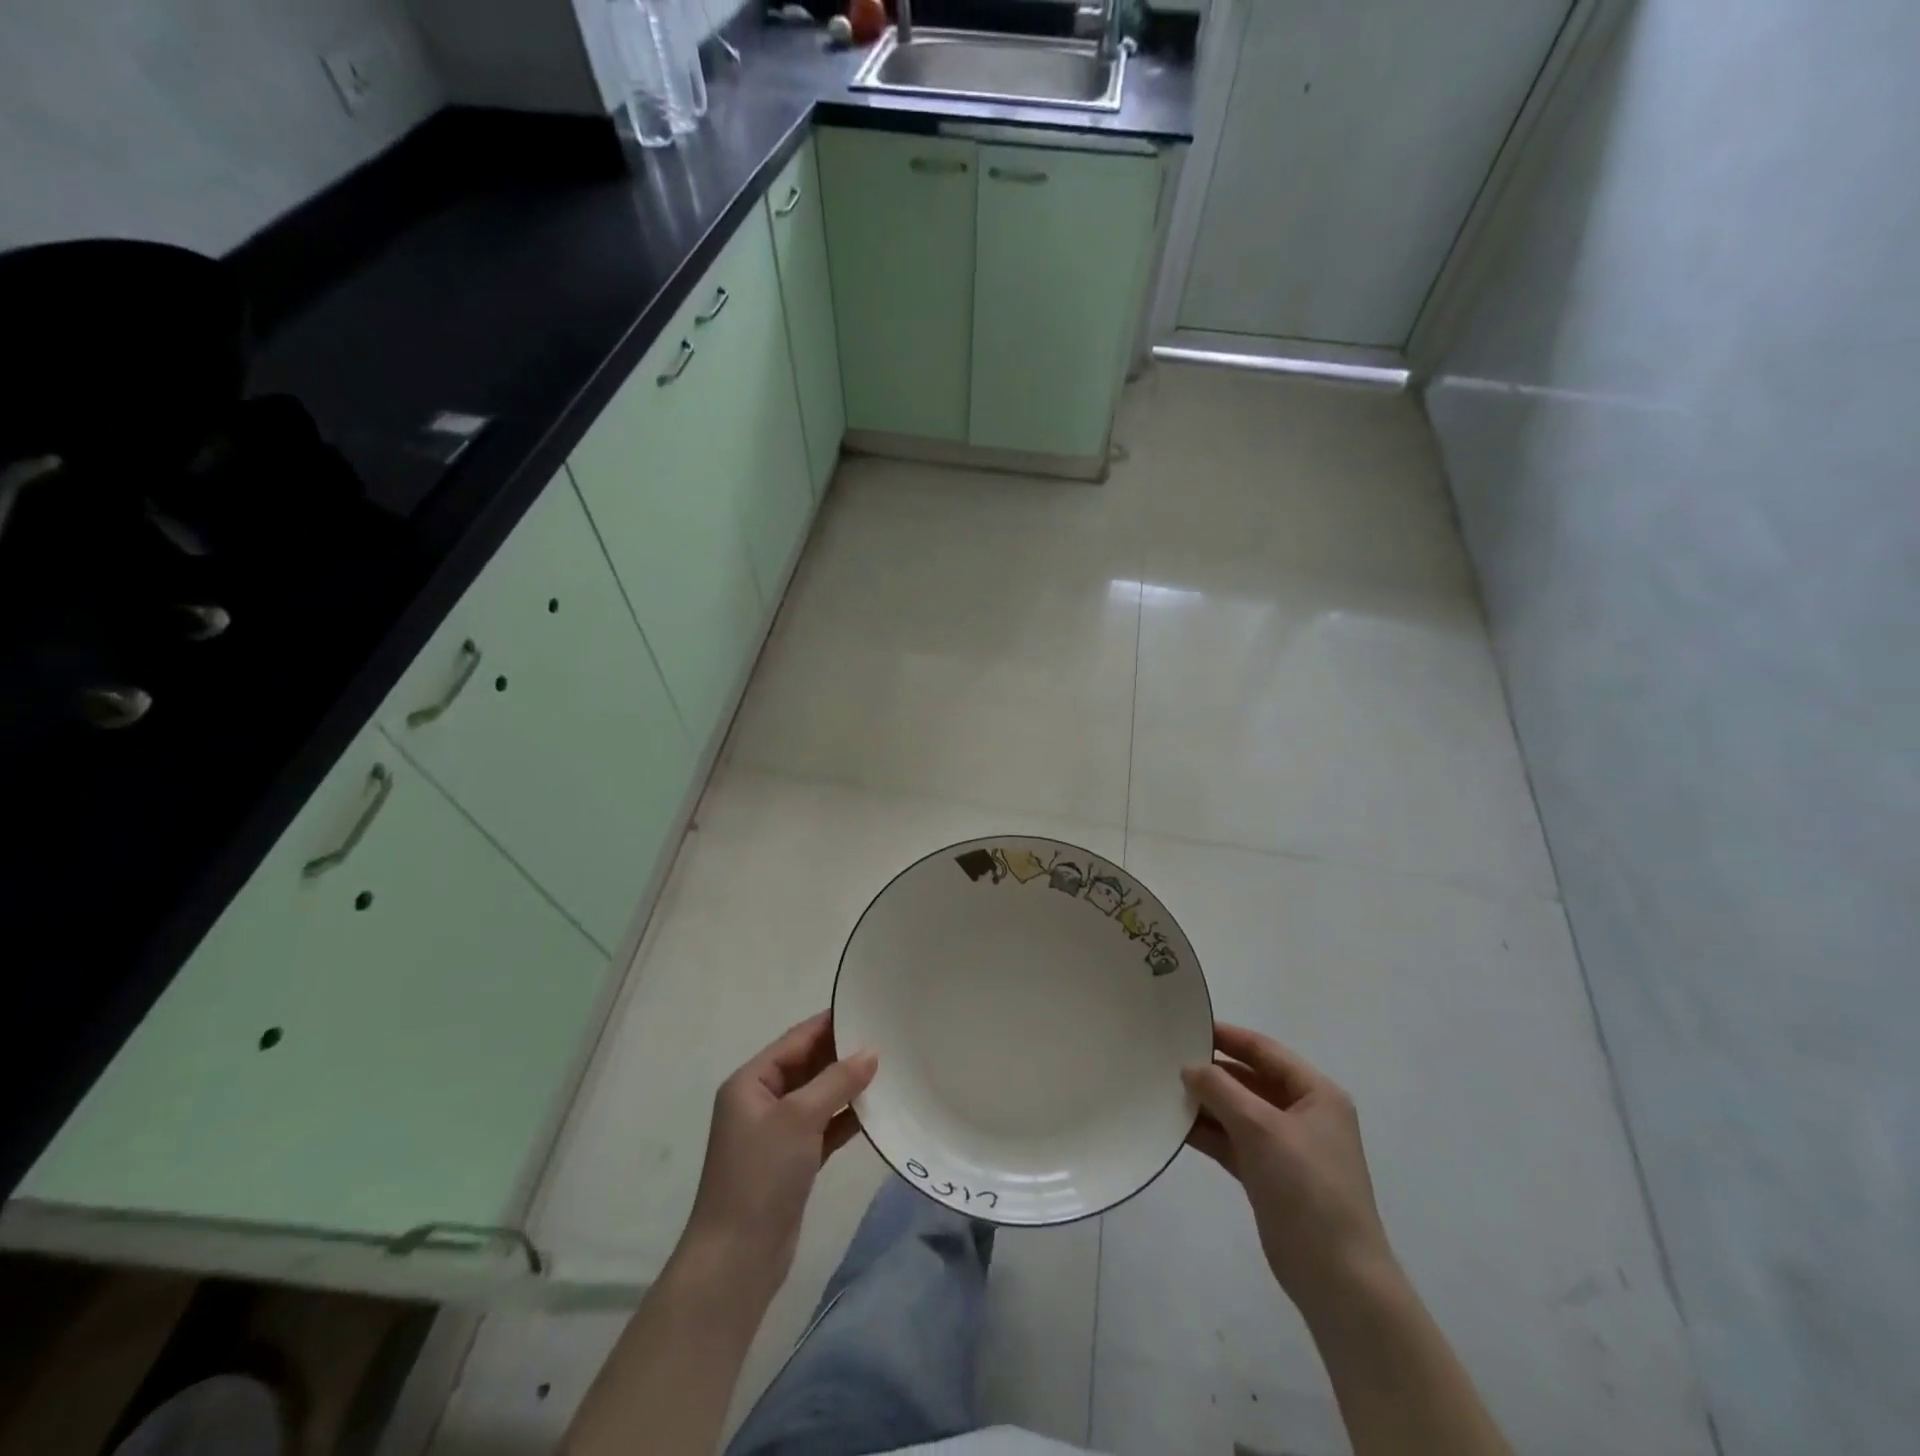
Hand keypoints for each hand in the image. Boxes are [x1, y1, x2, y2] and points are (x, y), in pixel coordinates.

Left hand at [679, 1012, 877, 1295]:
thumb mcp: (798, 1118)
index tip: (868, 1009)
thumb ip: (836, 1081)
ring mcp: (777, 1133)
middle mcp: (761, 1101)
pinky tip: (877, 1110)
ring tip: (889, 1068)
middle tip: (887, 1037)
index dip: (830, 1024)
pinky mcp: (793, 1161)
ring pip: (819, 1097)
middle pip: (808, 1065)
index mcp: (751, 1082)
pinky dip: (847, 1117)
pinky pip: (824, 1126)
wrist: (737, 1260)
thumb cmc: (761, 1176)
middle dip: (843, 1054)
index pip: (796, 1040)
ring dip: (848, 1086)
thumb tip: (871, 1052)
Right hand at [1183, 1021, 1394, 1313]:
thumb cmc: (1307, 1188)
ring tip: (1163, 1089)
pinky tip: (1176, 1125)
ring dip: (1206, 1103)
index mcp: (1316, 1094)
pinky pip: (1233, 1141)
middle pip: (1250, 1080)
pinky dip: (1208, 1133)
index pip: (1265, 1051)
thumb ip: (1221, 1090)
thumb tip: (1189, 1067)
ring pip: (1238, 1112)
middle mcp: (1303, 1114)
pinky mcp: (1269, 1176)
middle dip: (1212, 1071)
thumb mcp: (1261, 1128)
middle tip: (1166, 1058)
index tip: (1187, 1026)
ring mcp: (1286, 1147)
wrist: (1337, 1278)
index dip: (1227, 1037)